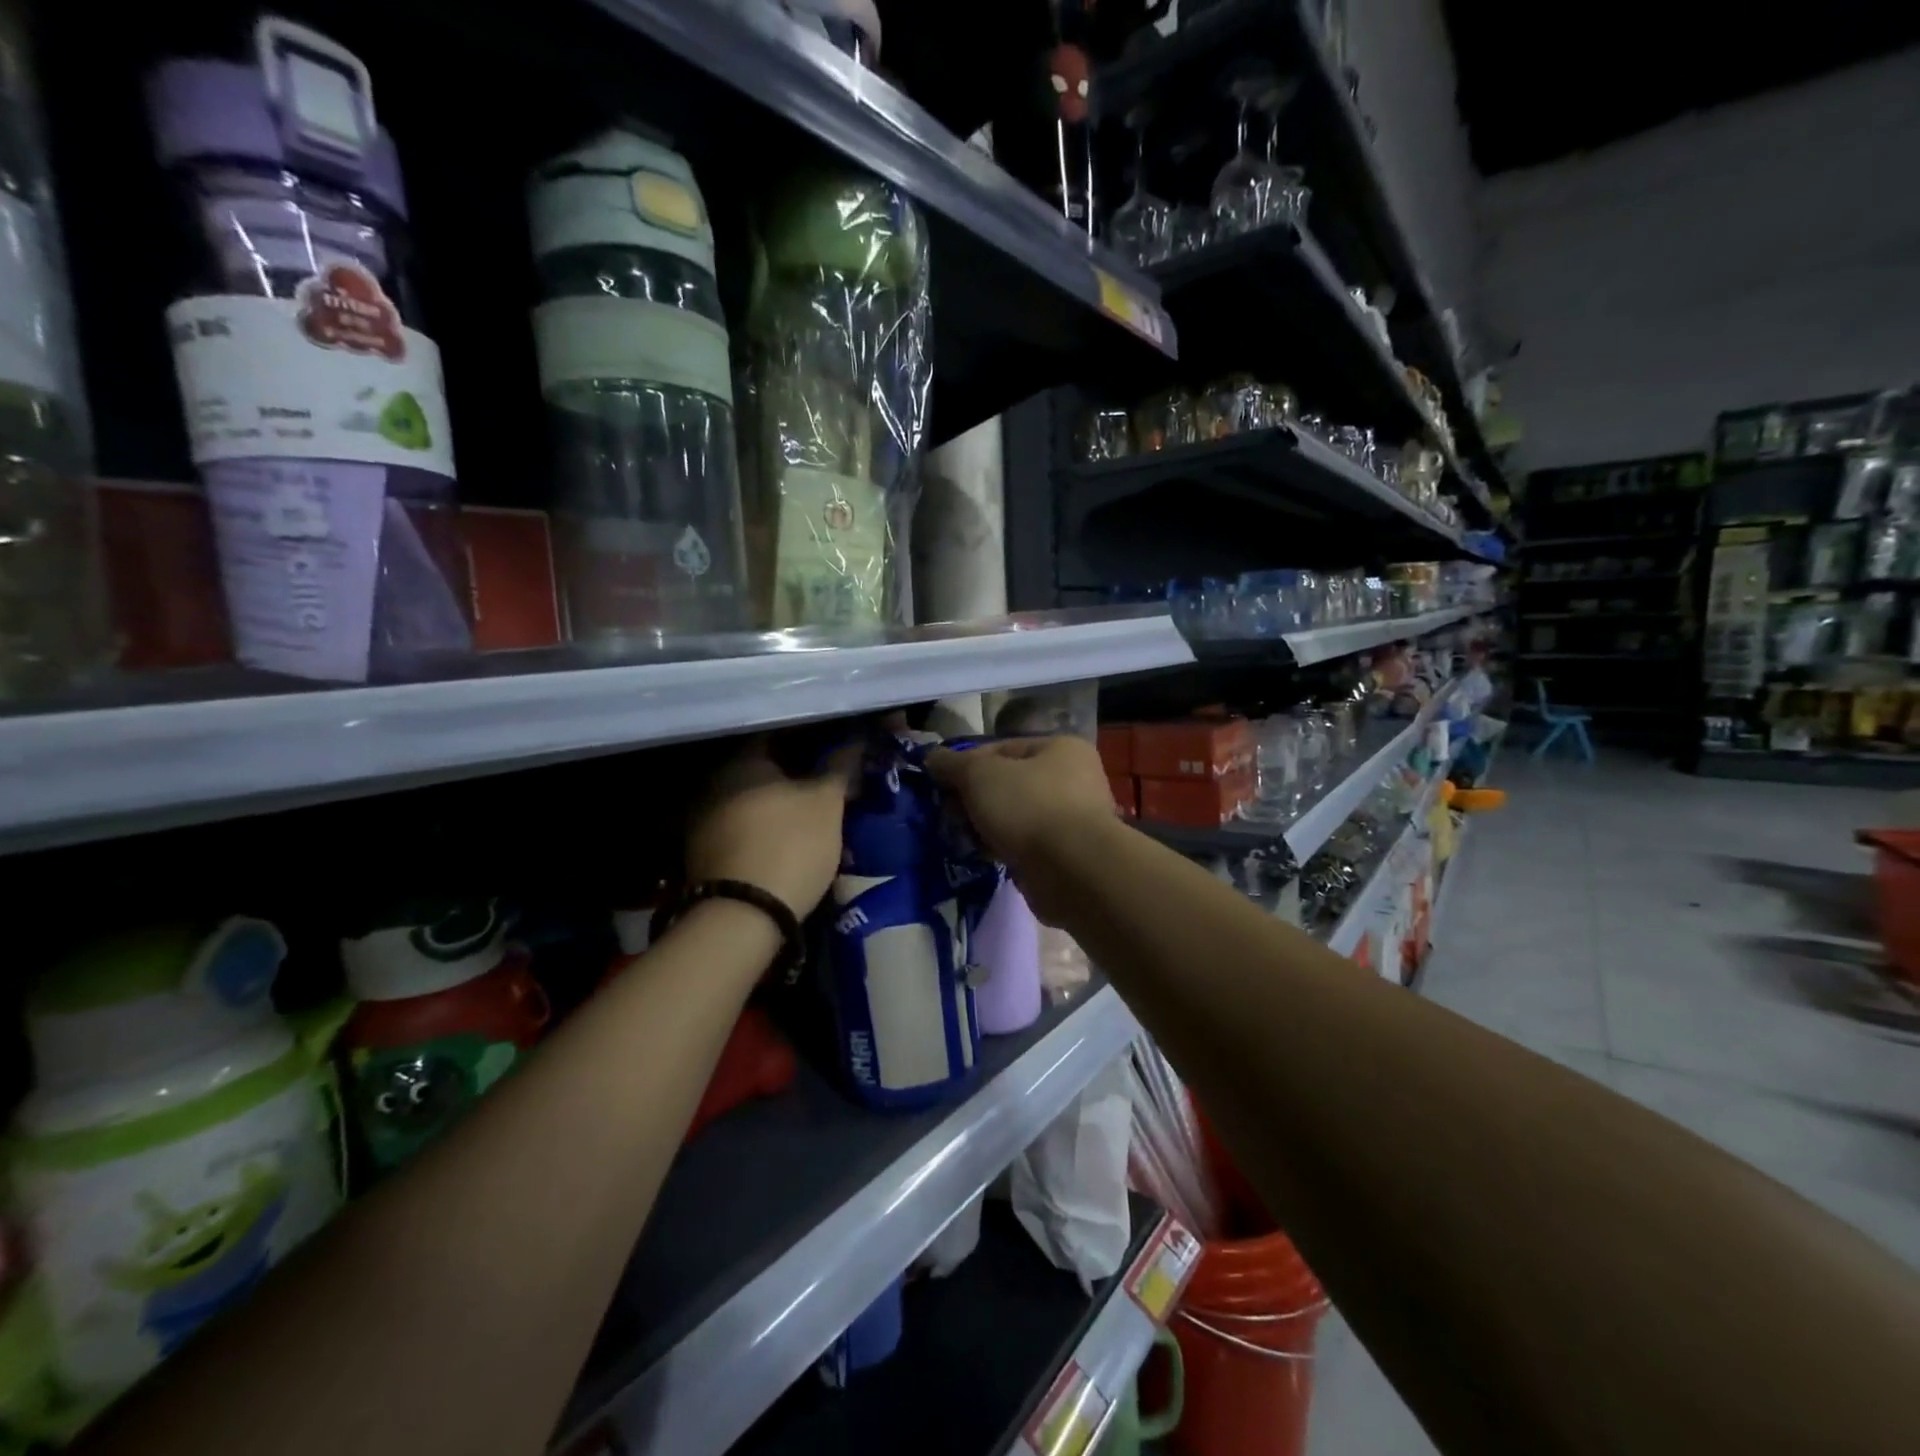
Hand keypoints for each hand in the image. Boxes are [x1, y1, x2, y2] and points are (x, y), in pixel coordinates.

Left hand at [686, 739, 858, 917]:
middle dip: (796, 774)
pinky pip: (743, 828)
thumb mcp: (827, 803)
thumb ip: (839, 768)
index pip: (778, 733)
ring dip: (780, 805)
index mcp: (742, 762)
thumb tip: (854, 741)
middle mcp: (715, 783)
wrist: (744, 917)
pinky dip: (765, 829)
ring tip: (812, 817)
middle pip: (763, 769)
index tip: (834, 747)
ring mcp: (704, 820)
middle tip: (827, 784)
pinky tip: (787, 842)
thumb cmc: (791, 845)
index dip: (810, 738)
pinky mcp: (704, 854)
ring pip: (753, 801)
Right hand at [925, 737, 1119, 918]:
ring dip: (986, 826)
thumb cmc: (1028, 806)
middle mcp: (1074, 779)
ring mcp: (1072, 820)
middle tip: (949, 814)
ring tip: (961, 838)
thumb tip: (931, 758)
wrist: (1070, 871)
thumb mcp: (979, 775)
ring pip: (1015, 817)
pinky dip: (1003, 849)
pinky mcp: (1066, 856)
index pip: (1002, 748)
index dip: (967, 763)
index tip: (941, 784)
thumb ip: (952, 764)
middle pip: (1008, 783)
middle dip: (974, 799)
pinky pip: (1024, 845)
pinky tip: (983, 856)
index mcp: (1061, 748)